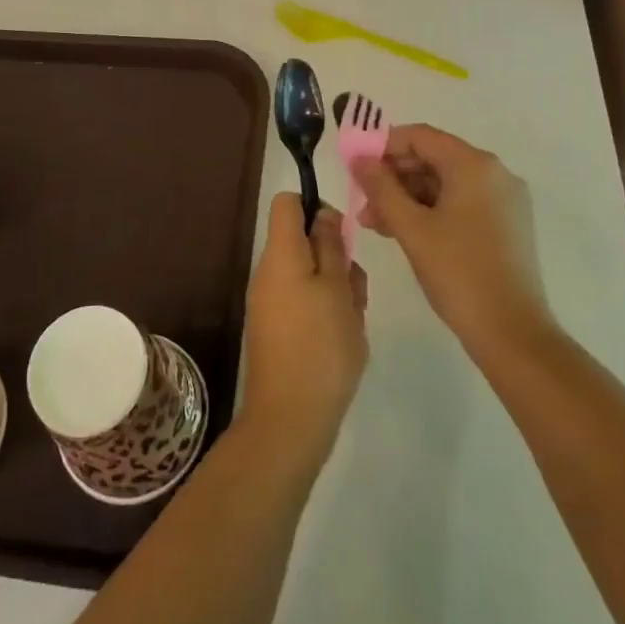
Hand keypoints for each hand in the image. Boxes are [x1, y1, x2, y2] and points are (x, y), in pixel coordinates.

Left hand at [240, 195, 368, 461]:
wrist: (290, 420)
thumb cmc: (321, 346)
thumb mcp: (338, 289)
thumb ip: (331, 246)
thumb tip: (322, 214)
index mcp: (280, 254)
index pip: (287, 203)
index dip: (316, 207)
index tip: (342, 235)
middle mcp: (268, 272)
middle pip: (303, 241)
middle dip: (335, 257)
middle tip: (355, 290)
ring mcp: (269, 303)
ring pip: (309, 275)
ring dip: (336, 288)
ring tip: (353, 321)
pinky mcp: (276, 330)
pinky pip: (303, 303)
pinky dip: (326, 312)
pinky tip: (344, 340)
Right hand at [354, 124, 547, 351]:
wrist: (512, 333)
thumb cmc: (458, 273)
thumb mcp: (411, 228)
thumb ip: (380, 187)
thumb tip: (358, 158)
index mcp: (474, 165)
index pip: (420, 137)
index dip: (384, 146)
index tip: (356, 167)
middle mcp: (495, 172)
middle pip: (433, 158)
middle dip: (394, 177)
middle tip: (362, 202)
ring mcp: (505, 199)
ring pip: (446, 184)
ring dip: (408, 197)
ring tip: (376, 224)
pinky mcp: (508, 224)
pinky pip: (462, 202)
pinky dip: (432, 211)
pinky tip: (405, 231)